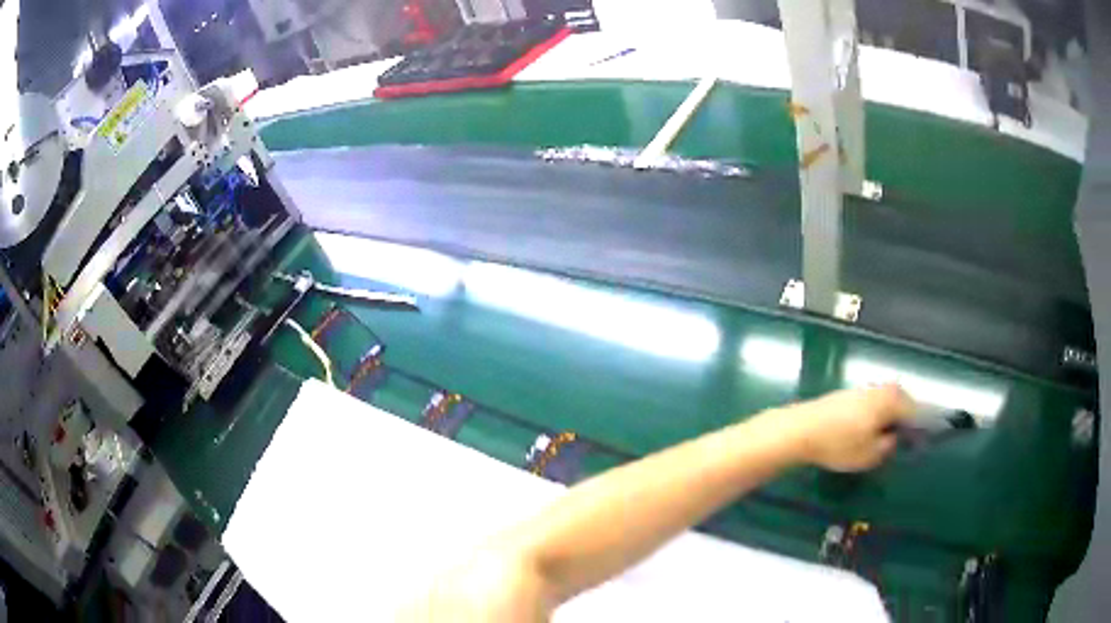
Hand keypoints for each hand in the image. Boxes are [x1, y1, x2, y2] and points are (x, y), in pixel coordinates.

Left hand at [783, 384, 913, 471]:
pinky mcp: (849, 395)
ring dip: (891, 416)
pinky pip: (873, 404)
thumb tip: (895, 437)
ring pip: (887, 403)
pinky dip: (877, 415)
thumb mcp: (870, 454)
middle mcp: (881, 389)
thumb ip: (889, 446)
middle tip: (909, 439)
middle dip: (907, 419)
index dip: (923, 426)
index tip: (925, 439)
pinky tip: (870, 430)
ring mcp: (864, 389)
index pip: (917, 411)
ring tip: (889, 437)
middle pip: (903, 403)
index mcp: (893, 401)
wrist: (800, 429)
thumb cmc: (839, 444)